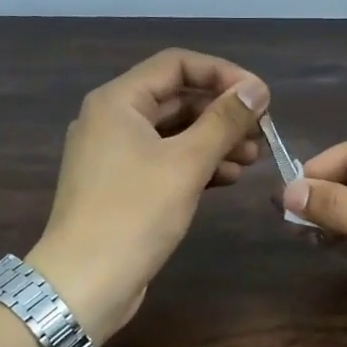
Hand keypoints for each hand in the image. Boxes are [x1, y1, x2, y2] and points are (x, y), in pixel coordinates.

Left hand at [27, 49, 268, 342]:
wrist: (85, 283)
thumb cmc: (134, 214)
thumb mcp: (186, 163)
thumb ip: (224, 121)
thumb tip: (257, 89)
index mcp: (118, 101)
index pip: (177, 64)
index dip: (222, 73)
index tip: (259, 97)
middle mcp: (112, 119)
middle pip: (177, 98)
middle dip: (222, 112)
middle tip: (262, 132)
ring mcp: (115, 155)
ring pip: (174, 132)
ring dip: (215, 140)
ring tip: (252, 158)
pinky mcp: (123, 186)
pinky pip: (166, 160)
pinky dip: (197, 164)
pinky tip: (229, 177)